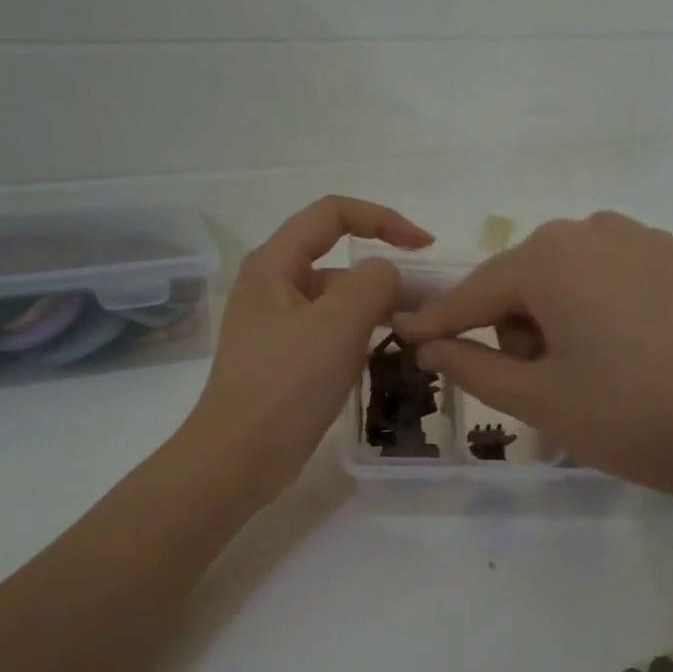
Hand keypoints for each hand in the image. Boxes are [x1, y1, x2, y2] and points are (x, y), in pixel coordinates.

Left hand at [186, 196, 431, 502]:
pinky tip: (390, 354)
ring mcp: (281, 327)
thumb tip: (389, 276)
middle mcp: (275, 288)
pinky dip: (363, 336)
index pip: (332, 214)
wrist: (240, 457)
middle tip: (431, 302)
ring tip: (419, 330)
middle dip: (386, 273)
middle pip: (339, 260)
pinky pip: (334, 334)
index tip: (424, 247)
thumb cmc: (286, 384)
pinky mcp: (291, 361)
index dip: (382, 219)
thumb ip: (374, 283)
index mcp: (274, 265)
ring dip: (379, 308)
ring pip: (340, 301)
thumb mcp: (337, 323)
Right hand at [393, 212, 672, 505]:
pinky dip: (613, 309)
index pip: (474, 293)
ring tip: (594, 369)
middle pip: (527, 279)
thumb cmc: (630, 416)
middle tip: (542, 381)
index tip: (406, 335)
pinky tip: (644, 353)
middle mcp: (597, 230)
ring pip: (577, 275)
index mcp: (550, 259)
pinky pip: (626, 278)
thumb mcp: (538, 400)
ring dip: (564, 316)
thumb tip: (430, 344)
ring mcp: (653, 240)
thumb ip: (472, 366)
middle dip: (517, 326)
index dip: (438, 322)